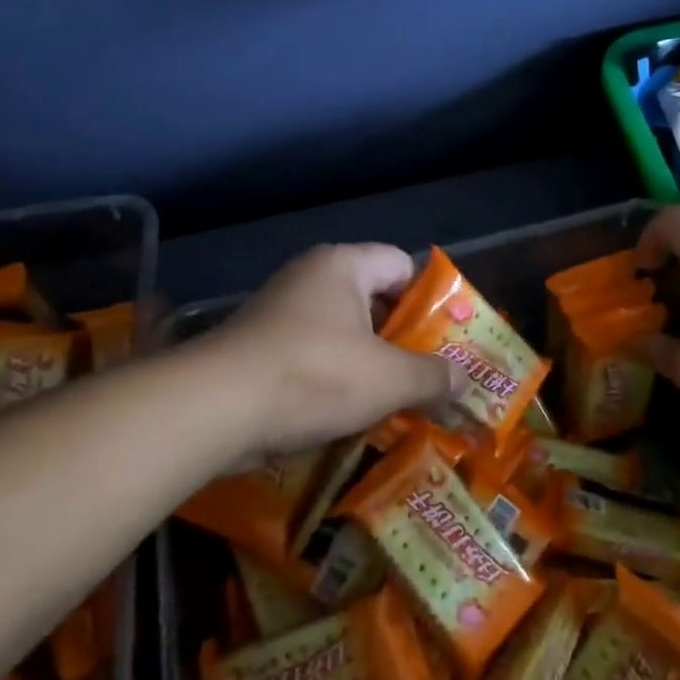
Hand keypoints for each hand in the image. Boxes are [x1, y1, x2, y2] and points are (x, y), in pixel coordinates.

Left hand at [201, 243, 455, 459]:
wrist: (214, 409)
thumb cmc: (314, 375)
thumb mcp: (389, 378)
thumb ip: (433, 376)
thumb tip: (465, 381)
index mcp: (344, 265)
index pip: (402, 264)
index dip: (429, 298)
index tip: (446, 338)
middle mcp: (310, 278)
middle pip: (373, 300)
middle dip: (402, 339)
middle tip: (429, 375)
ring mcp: (279, 312)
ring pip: (343, 333)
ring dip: (369, 365)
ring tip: (397, 401)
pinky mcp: (258, 347)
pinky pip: (313, 356)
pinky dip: (334, 380)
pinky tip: (350, 415)